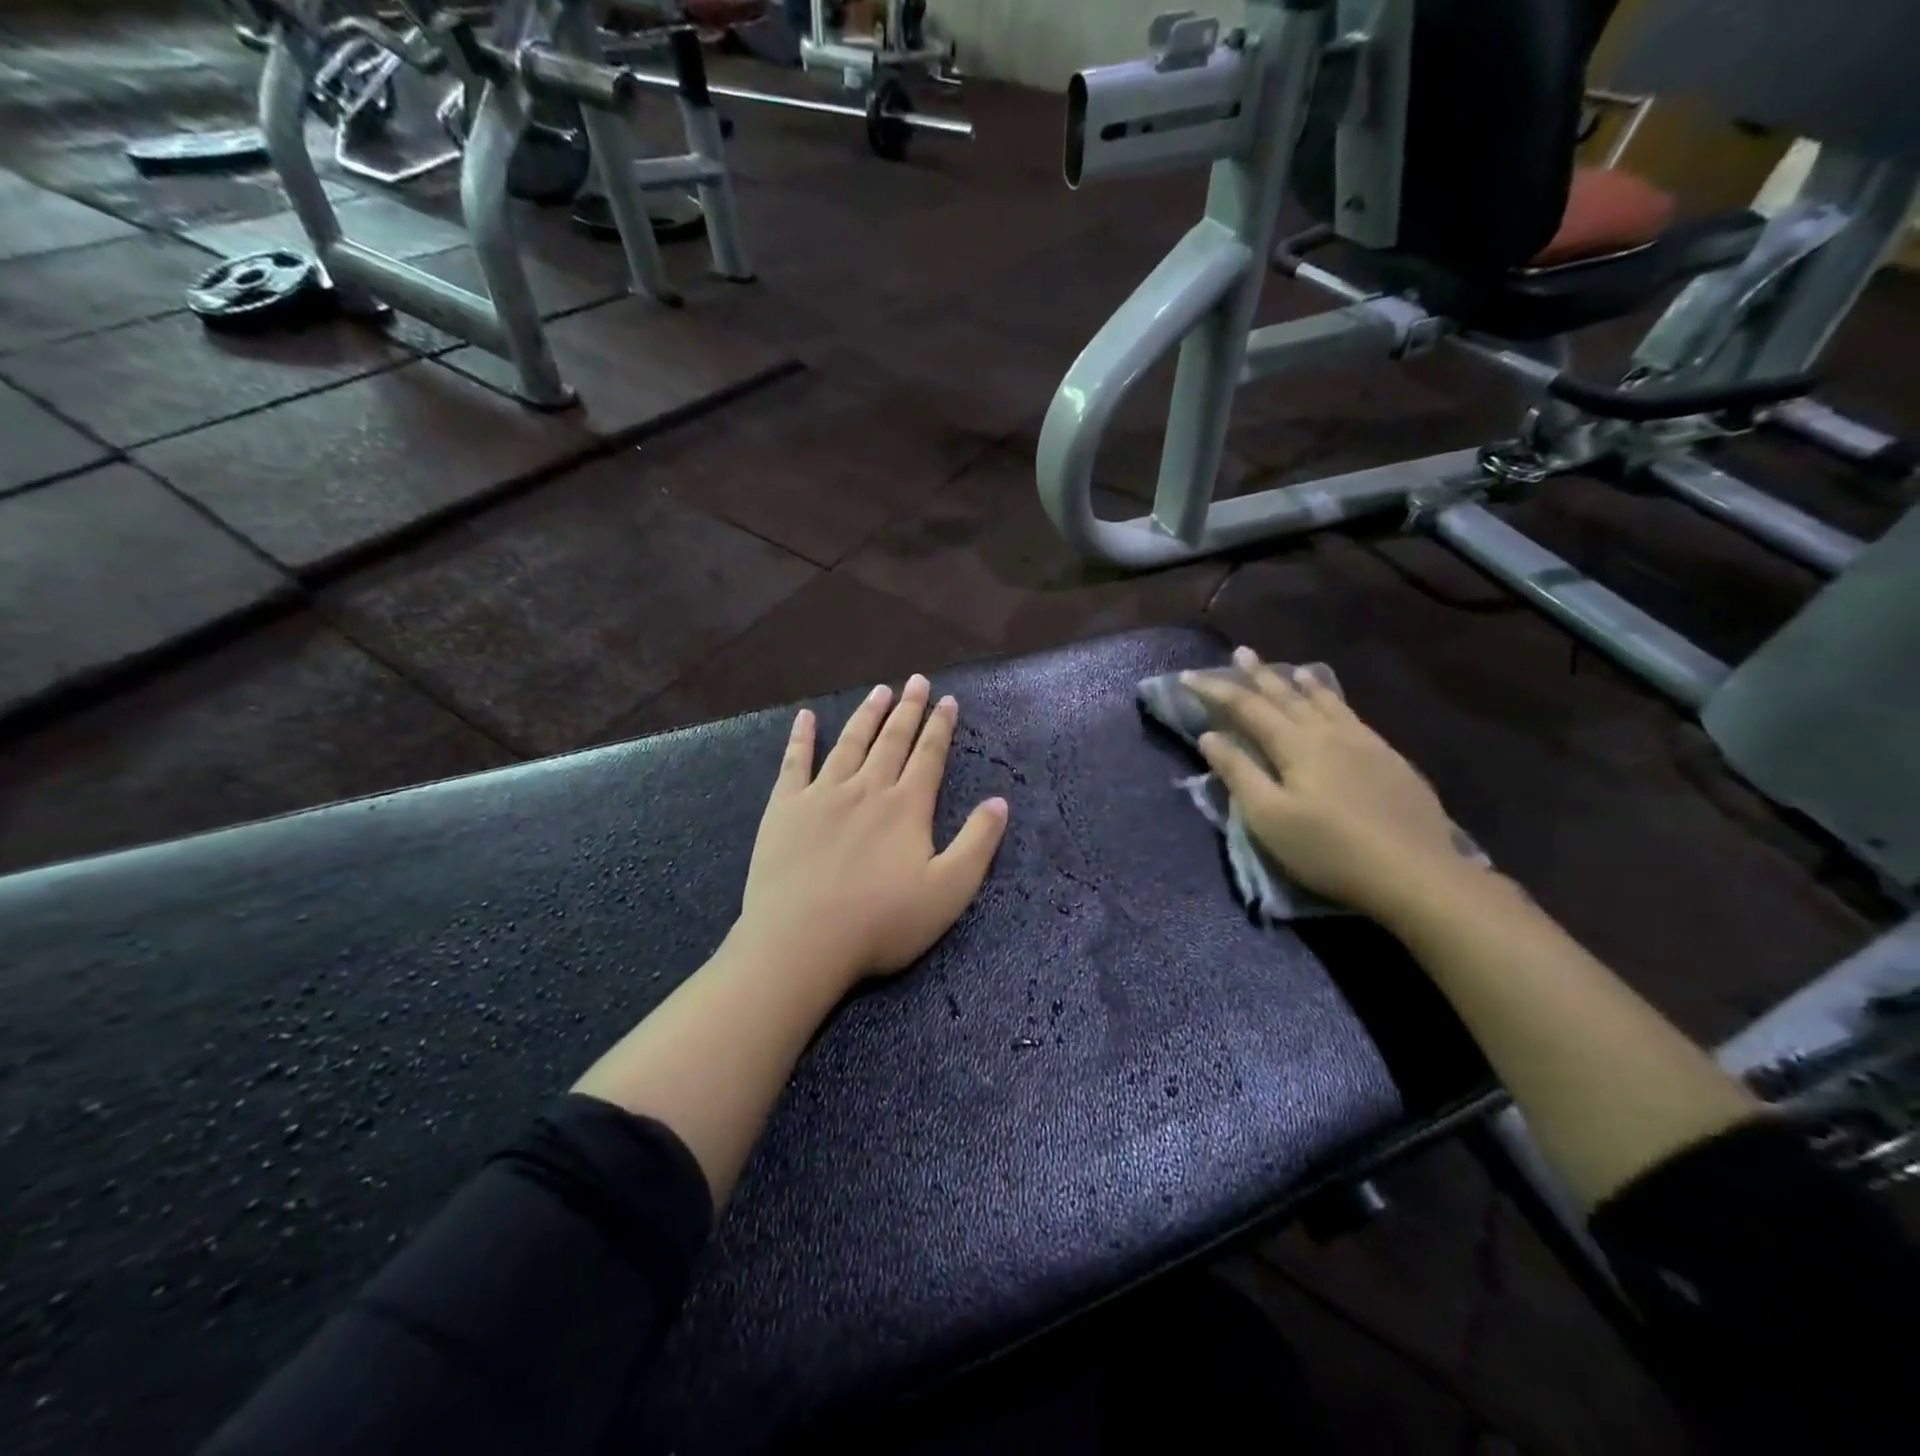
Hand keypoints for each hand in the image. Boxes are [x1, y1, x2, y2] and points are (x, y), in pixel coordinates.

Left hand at [739, 674, 1009, 987]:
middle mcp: (867, 789)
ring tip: (879, 690)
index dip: (940, 727)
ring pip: (850, 743)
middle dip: (908, 709)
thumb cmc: (882, 922)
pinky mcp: (785, 808)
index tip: (948, 700)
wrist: (802, 940)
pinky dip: (801, 738)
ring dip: (866, 715)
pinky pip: (795, 762)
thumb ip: (978, 843)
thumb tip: (1000, 802)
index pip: (929, 756)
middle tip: (916, 681)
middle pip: (892, 740)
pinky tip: (806, 718)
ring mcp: (822, 794)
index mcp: (906, 807)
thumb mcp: (949, 891)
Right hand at [1184, 647, 1472, 922]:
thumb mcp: (1269, 817)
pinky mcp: (1390, 760)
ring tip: (1291, 668)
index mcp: (1295, 746)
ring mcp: (1364, 743)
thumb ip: (1238, 773)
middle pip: (1287, 696)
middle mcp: (1328, 733)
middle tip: (1242, 652)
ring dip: (1301, 683)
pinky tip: (1338, 706)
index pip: (1246, 708)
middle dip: (1259, 675)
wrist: (1415, 873)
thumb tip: (1209, 736)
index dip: (1216, 690)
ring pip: (1325, 702)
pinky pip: (1352, 715)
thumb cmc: (1329, 849)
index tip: (1189, 676)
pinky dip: (1335, 701)